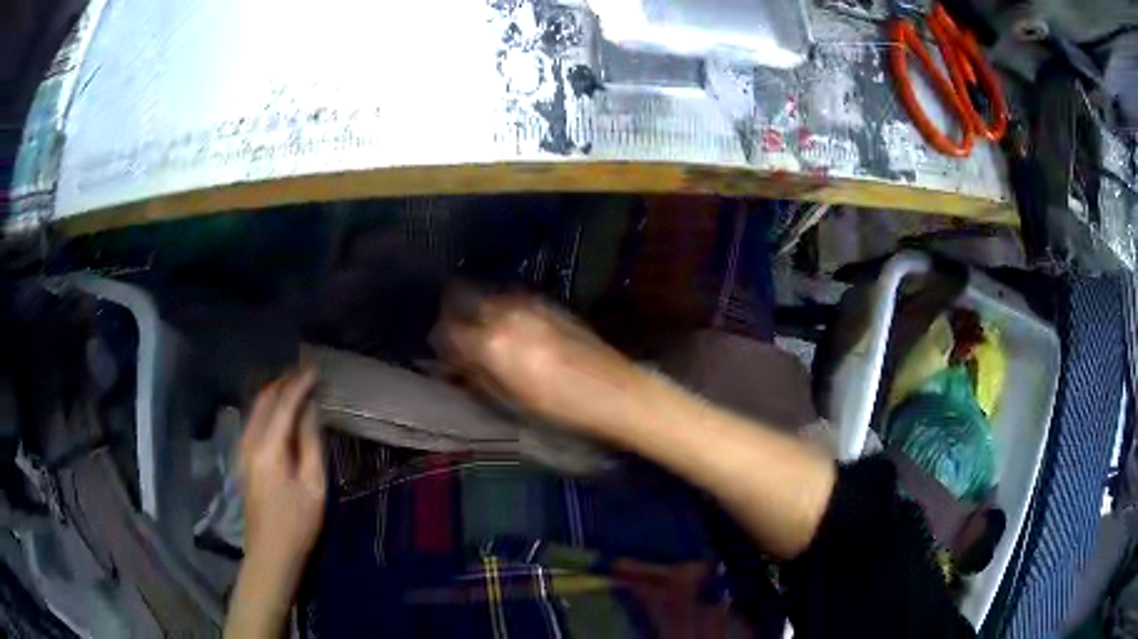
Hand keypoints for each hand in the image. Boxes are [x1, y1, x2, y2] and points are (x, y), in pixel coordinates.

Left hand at [239, 369, 325, 570]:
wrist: (270, 552)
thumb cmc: (297, 523)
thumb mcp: (313, 486)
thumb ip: (310, 444)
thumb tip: (311, 411)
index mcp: (268, 448)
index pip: (284, 404)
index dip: (300, 385)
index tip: (317, 371)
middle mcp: (250, 441)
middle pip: (264, 400)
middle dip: (284, 383)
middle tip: (307, 375)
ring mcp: (242, 449)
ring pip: (256, 408)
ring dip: (275, 394)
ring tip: (297, 387)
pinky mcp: (243, 457)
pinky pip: (254, 420)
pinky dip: (268, 408)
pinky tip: (281, 411)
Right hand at [433, 292, 643, 433]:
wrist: (613, 390)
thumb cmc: (559, 407)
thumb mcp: (509, 400)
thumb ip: (475, 376)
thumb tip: (451, 365)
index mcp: (491, 343)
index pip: (447, 330)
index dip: (440, 342)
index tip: (443, 354)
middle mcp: (505, 313)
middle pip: (462, 299)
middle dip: (454, 315)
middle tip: (458, 337)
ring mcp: (528, 303)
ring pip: (487, 295)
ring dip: (477, 308)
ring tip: (484, 332)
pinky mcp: (547, 301)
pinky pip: (511, 297)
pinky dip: (501, 307)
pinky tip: (511, 327)